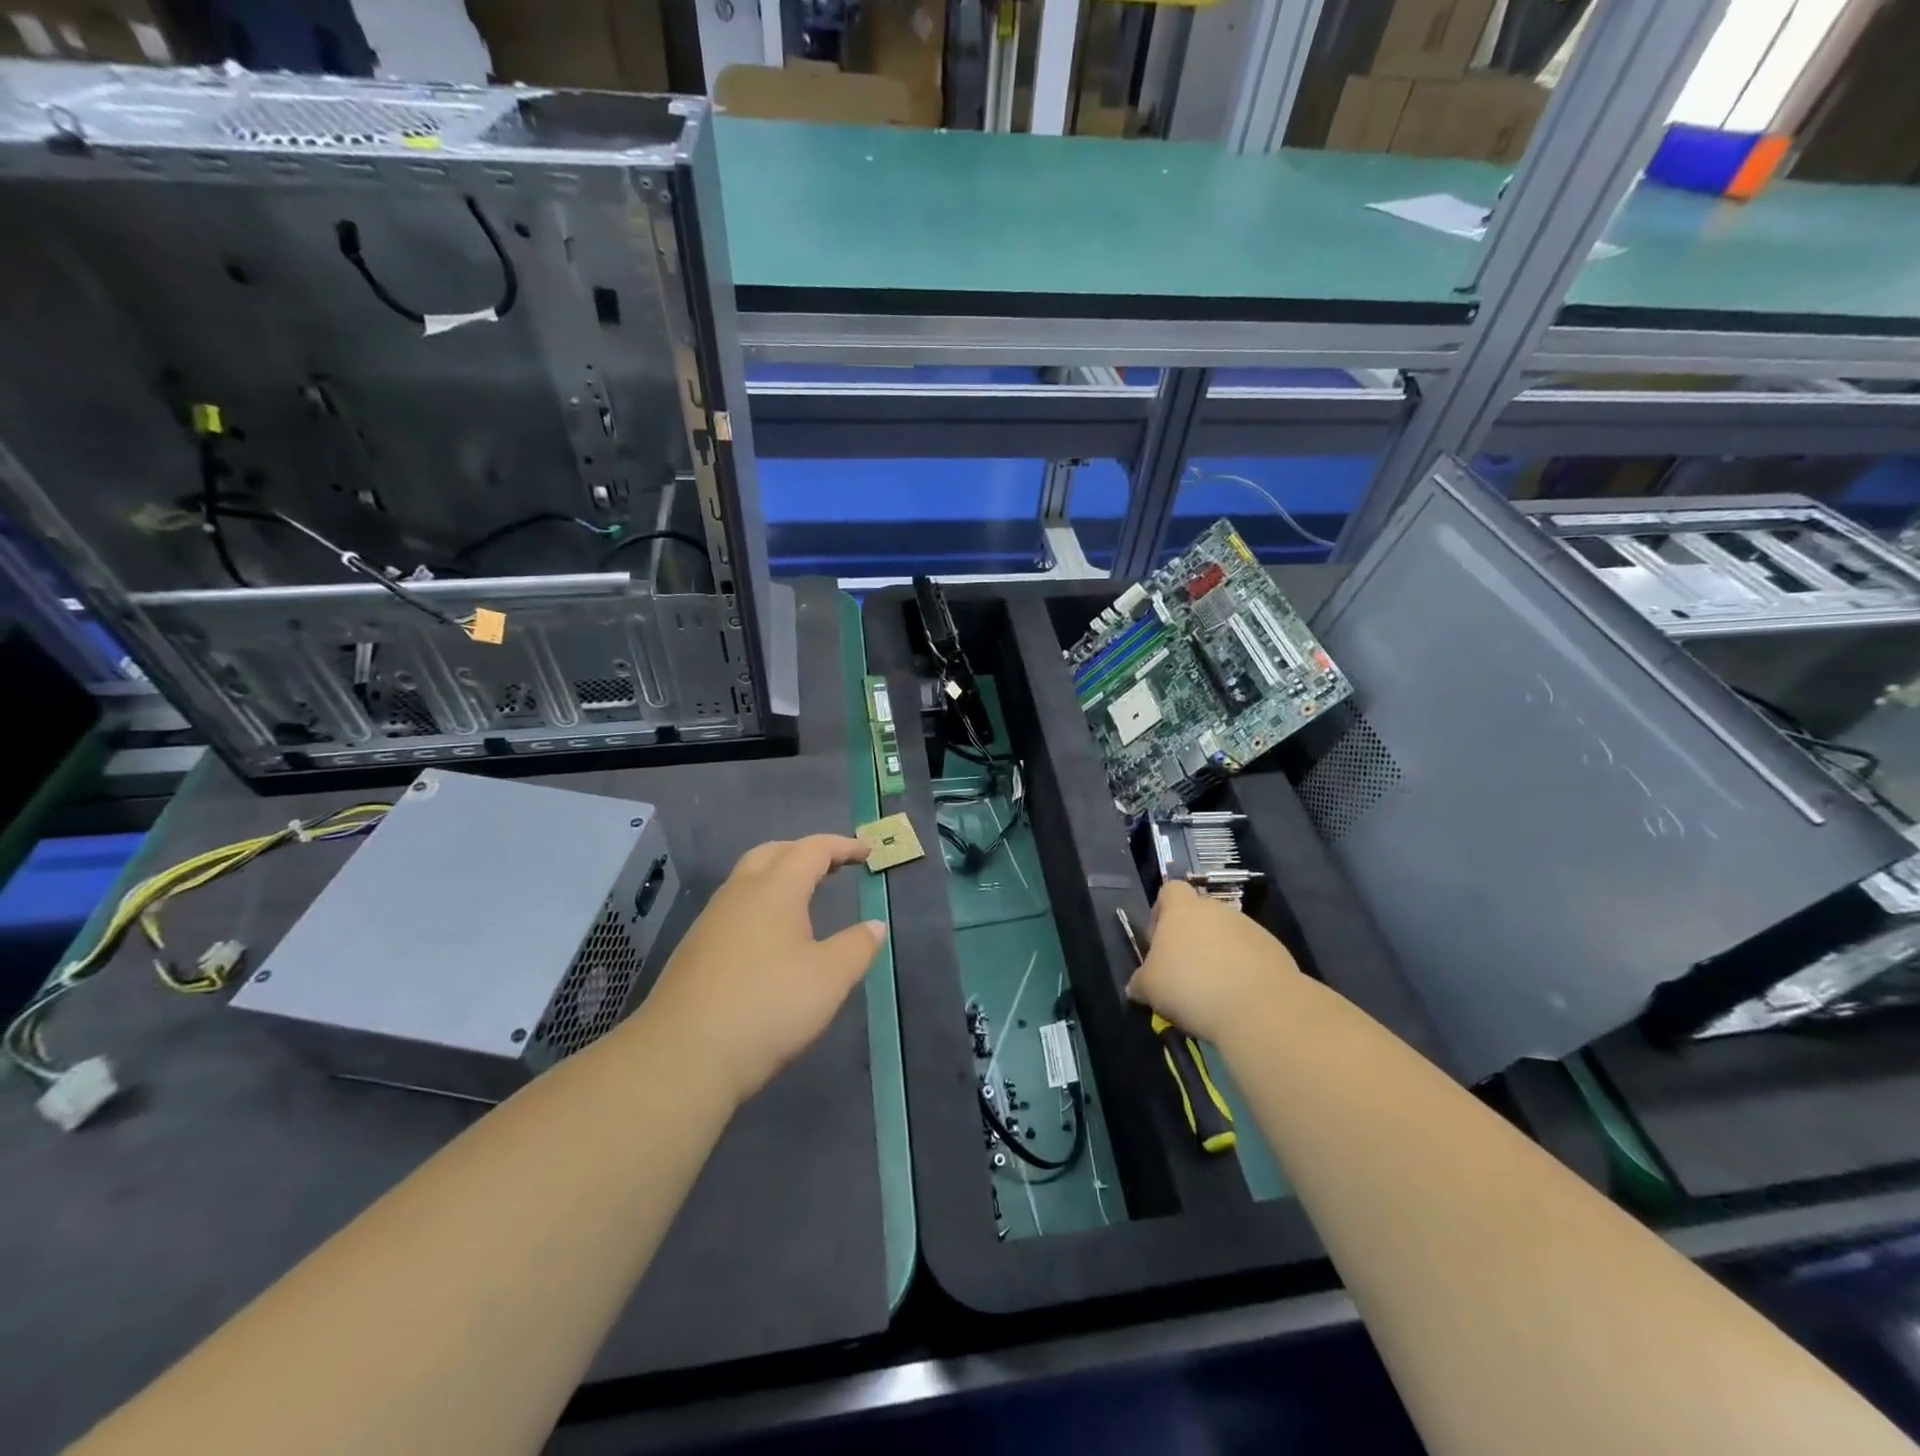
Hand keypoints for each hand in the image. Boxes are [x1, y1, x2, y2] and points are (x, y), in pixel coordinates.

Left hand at [638, 835, 884, 1107]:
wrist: (683, 1057)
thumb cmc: (767, 1007)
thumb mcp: (829, 979)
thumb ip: (857, 946)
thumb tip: (874, 925)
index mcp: (774, 890)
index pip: (812, 849)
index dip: (843, 846)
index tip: (869, 851)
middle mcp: (739, 894)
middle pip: (772, 853)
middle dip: (806, 852)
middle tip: (835, 865)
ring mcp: (711, 922)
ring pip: (748, 880)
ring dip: (779, 877)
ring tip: (806, 898)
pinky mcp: (695, 950)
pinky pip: (735, 909)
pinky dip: (761, 905)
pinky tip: (771, 938)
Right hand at [1125, 881, 1302, 1045]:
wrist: (1260, 1009)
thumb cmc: (1191, 987)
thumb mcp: (1150, 988)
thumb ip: (1140, 981)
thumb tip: (1137, 986)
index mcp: (1183, 909)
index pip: (1169, 891)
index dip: (1160, 913)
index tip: (1158, 943)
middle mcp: (1218, 910)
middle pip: (1199, 915)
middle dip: (1191, 941)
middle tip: (1183, 974)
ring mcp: (1251, 929)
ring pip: (1226, 937)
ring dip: (1218, 957)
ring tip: (1213, 993)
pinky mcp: (1276, 952)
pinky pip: (1251, 957)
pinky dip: (1243, 973)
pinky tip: (1238, 1000)